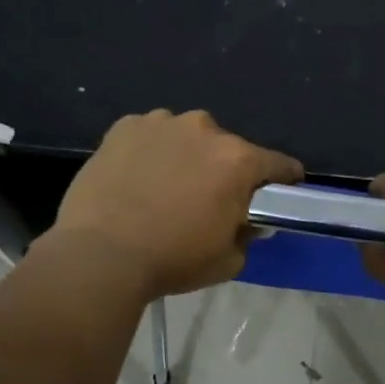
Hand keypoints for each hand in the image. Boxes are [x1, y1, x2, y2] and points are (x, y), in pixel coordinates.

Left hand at [50, 109, 303, 298]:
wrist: (100, 255)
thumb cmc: (172, 260)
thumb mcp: (228, 260)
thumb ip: (248, 235)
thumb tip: (247, 221)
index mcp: (238, 160)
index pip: (279, 164)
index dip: (284, 180)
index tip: (281, 192)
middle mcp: (204, 130)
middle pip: (229, 148)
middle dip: (226, 170)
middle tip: (209, 200)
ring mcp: (161, 123)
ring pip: (188, 138)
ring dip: (187, 156)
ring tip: (167, 188)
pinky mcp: (124, 127)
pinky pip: (151, 136)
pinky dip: (152, 152)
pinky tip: (137, 178)